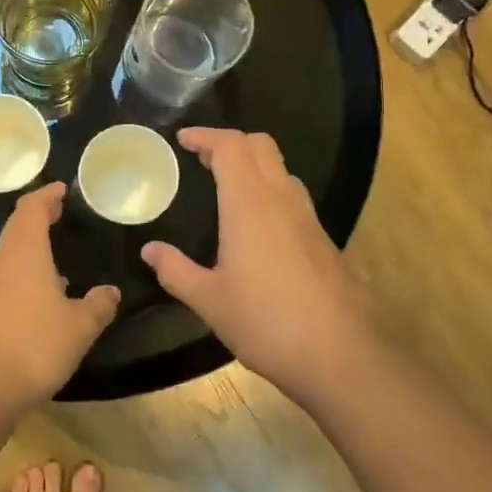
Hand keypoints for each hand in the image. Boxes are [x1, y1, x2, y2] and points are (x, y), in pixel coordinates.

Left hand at [0, 183, 120, 416]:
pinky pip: (1, 283)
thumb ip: (98, 306)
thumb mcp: (79, 328)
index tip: (61, 190)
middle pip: (16, 229)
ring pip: (7, 257)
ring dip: (29, 251)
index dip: (46, 195)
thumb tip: (110, 291)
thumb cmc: (34, 348)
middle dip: (37, 218)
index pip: (31, 209)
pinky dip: (20, 278)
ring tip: (55, 263)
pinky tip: (36, 303)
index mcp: (24, 254)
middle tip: (58, 215)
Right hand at [141, 128, 375, 409]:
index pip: (230, 146)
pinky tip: (255, 225)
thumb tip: (150, 250)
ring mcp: (308, 219)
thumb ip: (176, 270)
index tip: (182, 139)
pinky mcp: (324, 240)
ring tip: (225, 186)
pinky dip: (269, 191)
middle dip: (230, 142)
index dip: (205, 136)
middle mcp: (281, 199)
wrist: (341, 355)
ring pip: (281, 170)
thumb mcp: (209, 300)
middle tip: (202, 159)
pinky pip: (292, 197)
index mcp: (249, 203)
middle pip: (261, 146)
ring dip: (253, 165)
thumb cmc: (266, 321)